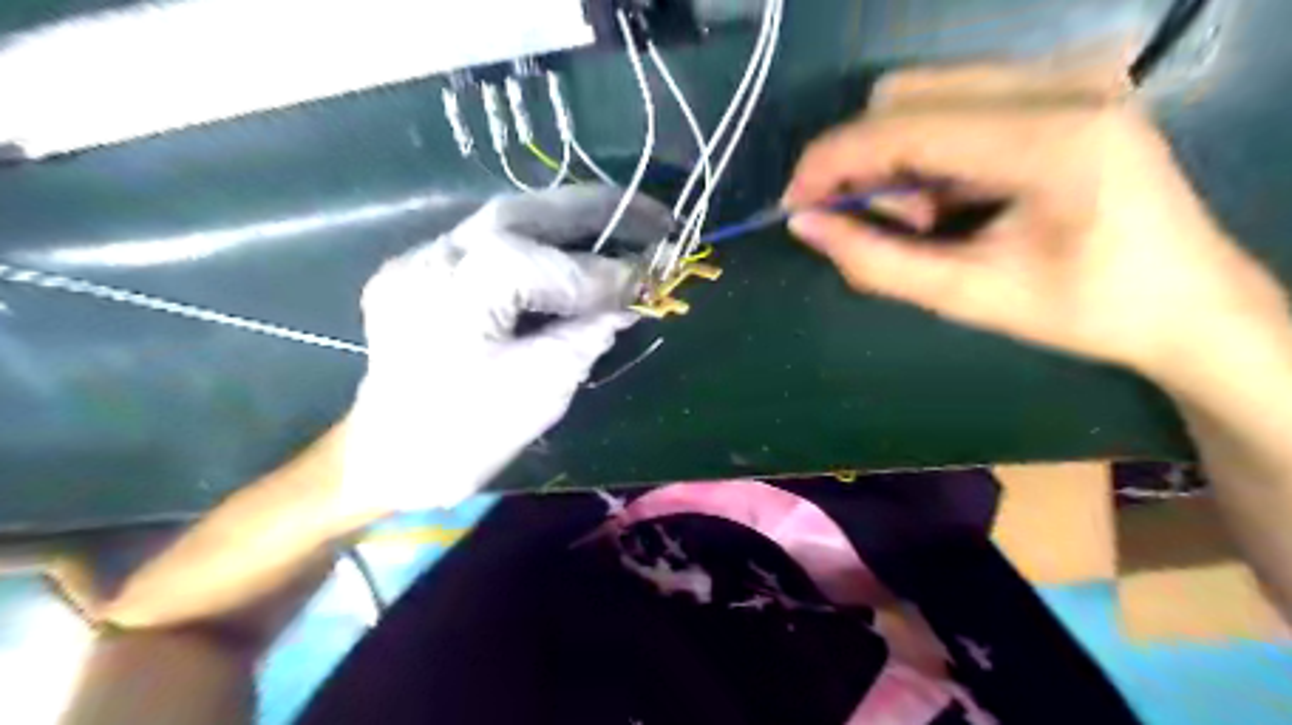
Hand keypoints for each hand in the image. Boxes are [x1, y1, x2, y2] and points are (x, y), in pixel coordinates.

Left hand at [336, 186, 670, 514]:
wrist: (388, 461)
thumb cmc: (469, 433)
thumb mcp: (545, 384)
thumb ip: (592, 330)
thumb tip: (632, 295)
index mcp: (468, 285)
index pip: (558, 264)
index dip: (613, 273)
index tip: (658, 273)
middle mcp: (438, 254)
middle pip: (528, 211)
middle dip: (597, 209)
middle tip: (653, 215)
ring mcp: (419, 258)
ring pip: (504, 220)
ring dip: (566, 221)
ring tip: (618, 226)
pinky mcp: (415, 272)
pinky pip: (484, 245)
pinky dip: (531, 244)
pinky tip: (563, 253)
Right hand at [782, 66, 1286, 385]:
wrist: (1186, 301)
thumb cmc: (1084, 311)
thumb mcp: (967, 296)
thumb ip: (875, 261)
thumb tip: (803, 225)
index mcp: (1051, 137)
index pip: (901, 126)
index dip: (831, 162)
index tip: (793, 206)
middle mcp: (1063, 81)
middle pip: (904, 95)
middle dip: (866, 163)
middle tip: (884, 226)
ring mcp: (1068, 73)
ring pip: (924, 93)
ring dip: (896, 159)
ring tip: (929, 220)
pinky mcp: (1064, 83)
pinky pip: (955, 101)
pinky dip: (927, 150)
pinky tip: (953, 196)